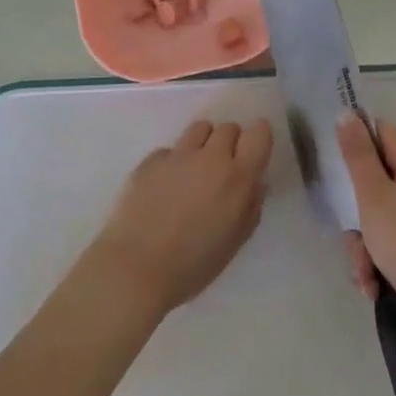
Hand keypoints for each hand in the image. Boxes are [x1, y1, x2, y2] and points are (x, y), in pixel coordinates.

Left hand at [88, 118, 272, 315]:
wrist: (136, 268)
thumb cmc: (193, 265)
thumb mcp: (235, 242)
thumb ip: (251, 207)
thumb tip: (255, 183)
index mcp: (237, 178)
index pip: (259, 133)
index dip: (259, 137)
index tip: (253, 151)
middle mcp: (210, 158)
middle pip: (229, 128)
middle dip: (230, 143)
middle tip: (222, 169)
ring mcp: (178, 155)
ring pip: (200, 128)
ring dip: (204, 143)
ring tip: (195, 169)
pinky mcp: (150, 160)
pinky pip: (171, 149)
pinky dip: (174, 161)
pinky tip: (165, 187)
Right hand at [337, 114, 395, 326]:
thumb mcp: (373, 195)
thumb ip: (357, 153)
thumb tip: (347, 113)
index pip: (377, 132)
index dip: (354, 150)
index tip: (339, 179)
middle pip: (377, 177)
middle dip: (357, 212)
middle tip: (351, 238)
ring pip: (384, 210)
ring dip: (367, 242)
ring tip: (365, 274)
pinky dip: (384, 254)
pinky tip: (376, 282)